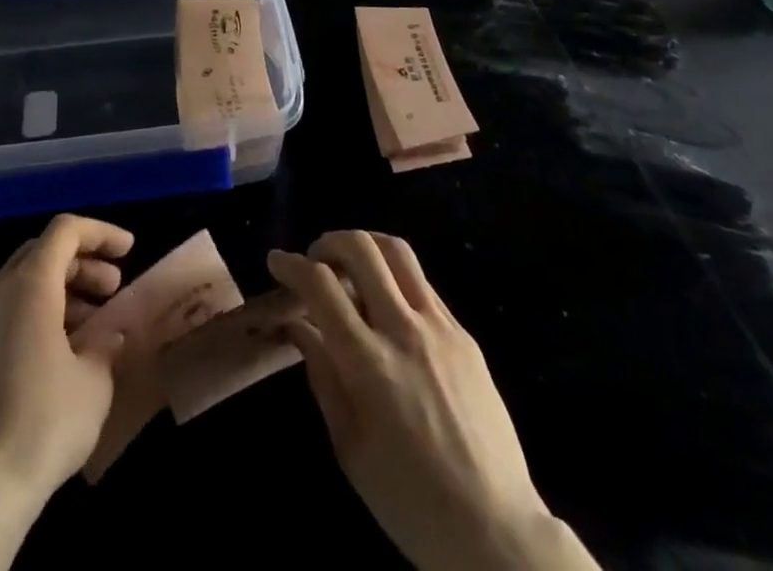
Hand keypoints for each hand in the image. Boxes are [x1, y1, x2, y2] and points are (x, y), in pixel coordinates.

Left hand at [0, 214, 132, 509]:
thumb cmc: (43, 423)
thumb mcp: (94, 381)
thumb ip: (105, 343)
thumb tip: (108, 333)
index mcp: (29, 285)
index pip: (66, 231)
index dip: (101, 233)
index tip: (129, 251)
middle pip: (40, 254)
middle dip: (80, 264)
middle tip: (111, 290)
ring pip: (18, 286)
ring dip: (56, 293)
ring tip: (87, 328)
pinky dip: (29, 318)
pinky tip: (48, 357)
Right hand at [269, 231, 598, 570]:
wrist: (495, 531)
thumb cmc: (410, 503)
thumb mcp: (350, 448)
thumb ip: (322, 376)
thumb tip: (299, 327)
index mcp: (370, 363)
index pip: (321, 286)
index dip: (292, 265)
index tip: (276, 260)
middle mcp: (404, 330)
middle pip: (362, 249)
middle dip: (329, 241)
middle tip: (314, 259)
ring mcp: (440, 327)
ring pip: (398, 251)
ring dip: (366, 244)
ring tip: (350, 264)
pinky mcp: (464, 334)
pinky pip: (423, 283)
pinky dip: (395, 275)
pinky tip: (387, 301)